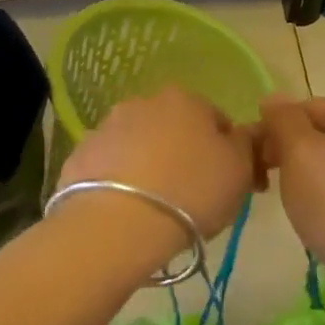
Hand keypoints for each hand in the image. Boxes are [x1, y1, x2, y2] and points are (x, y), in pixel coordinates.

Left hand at [57, 86, 260, 267]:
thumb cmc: (192, 192)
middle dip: (183, 154)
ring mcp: (105, 128)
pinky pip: (109, 167)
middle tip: (192, 195)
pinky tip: (125, 210)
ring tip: (155, 206)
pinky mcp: (78, 157)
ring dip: (148, 165)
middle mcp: (142, 103)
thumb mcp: (240, 171)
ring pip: (138, 145)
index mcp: (186, 100)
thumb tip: (242, 135)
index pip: (216, 119)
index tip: (227, 182)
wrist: (120, 224)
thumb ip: (246, 145)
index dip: (227, 151)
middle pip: (173, 128)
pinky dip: (118, 182)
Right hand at [259, 96, 324, 289]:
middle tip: (266, 181)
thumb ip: (284, 119)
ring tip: (291, 202)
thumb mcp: (300, 152)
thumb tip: (273, 97)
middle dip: (291, 151)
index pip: (308, 107)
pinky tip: (320, 217)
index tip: (255, 158)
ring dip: (308, 175)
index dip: (275, 127)